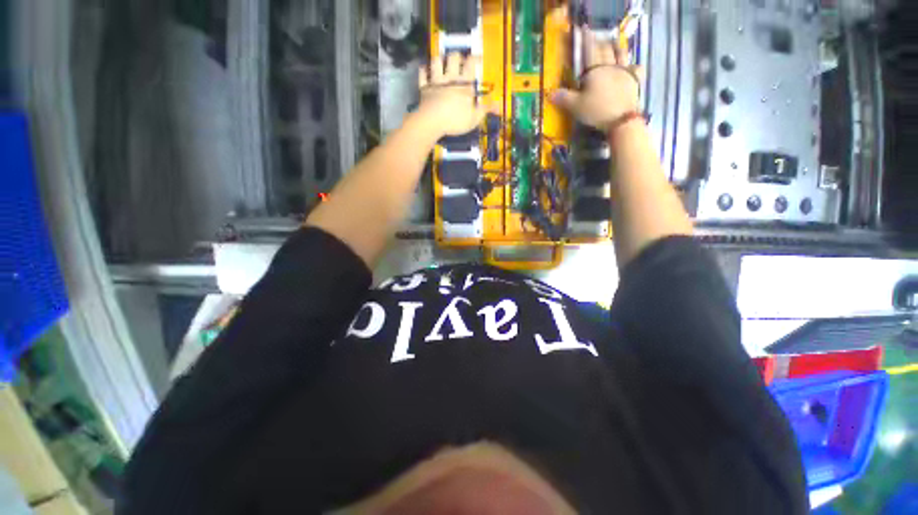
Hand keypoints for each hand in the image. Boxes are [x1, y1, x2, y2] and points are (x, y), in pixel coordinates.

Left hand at [416, 53, 494, 136]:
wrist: (433, 121)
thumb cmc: (456, 120)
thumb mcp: (474, 118)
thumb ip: (485, 110)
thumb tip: (498, 105)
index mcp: (464, 84)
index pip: (471, 63)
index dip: (474, 58)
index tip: (477, 59)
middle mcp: (450, 77)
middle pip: (453, 57)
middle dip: (456, 57)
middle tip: (458, 62)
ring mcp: (436, 80)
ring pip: (437, 61)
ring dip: (439, 60)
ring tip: (442, 64)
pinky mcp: (424, 86)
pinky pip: (423, 73)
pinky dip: (424, 70)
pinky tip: (426, 70)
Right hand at [550, 29, 643, 131]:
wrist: (621, 119)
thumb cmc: (596, 111)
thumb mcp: (575, 106)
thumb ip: (563, 98)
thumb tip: (549, 93)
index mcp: (595, 70)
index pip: (589, 50)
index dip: (586, 39)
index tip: (583, 31)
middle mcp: (610, 66)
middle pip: (605, 49)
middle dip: (599, 43)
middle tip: (595, 41)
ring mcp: (624, 71)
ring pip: (621, 54)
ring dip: (616, 48)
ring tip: (613, 45)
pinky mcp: (635, 80)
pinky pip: (635, 67)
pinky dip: (632, 64)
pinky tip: (631, 66)